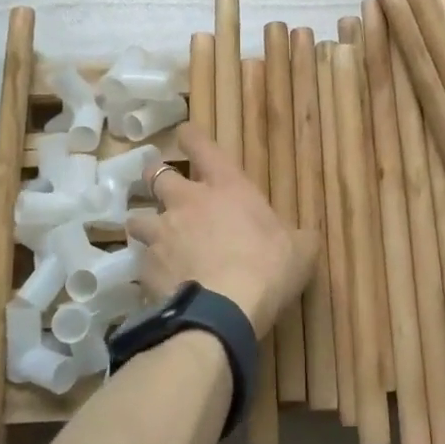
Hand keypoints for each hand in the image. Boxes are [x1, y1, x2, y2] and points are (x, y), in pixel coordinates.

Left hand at [125, 125, 316, 339]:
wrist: (224, 310)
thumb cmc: (268, 268)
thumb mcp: (299, 251)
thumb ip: (299, 239)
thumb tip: (307, 238)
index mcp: (226, 186)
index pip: (201, 147)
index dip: (190, 137)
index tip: (183, 133)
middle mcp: (187, 201)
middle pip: (156, 175)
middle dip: (155, 177)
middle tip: (160, 186)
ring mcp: (162, 233)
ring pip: (137, 218)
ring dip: (144, 223)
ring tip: (151, 236)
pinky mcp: (146, 267)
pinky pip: (141, 261)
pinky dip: (147, 266)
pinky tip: (156, 279)